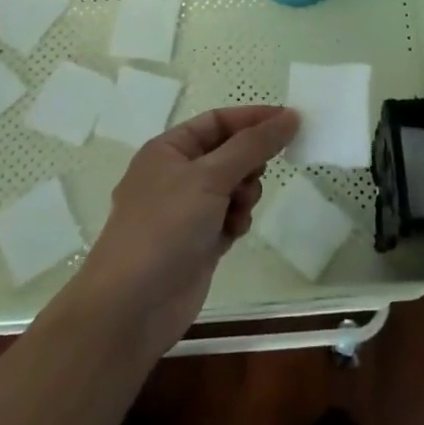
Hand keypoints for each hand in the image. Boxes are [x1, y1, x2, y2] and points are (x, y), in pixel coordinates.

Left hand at [68, 105, 298, 357]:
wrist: (132, 308)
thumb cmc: (166, 227)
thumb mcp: (210, 176)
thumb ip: (253, 145)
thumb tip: (291, 116)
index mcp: (168, 150)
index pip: (218, 120)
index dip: (253, 118)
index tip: (291, 122)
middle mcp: (176, 175)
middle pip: (228, 153)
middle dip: (249, 163)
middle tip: (257, 176)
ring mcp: (186, 211)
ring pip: (232, 186)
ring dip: (244, 194)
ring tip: (240, 210)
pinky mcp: (197, 242)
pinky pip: (229, 217)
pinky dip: (237, 220)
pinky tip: (234, 232)